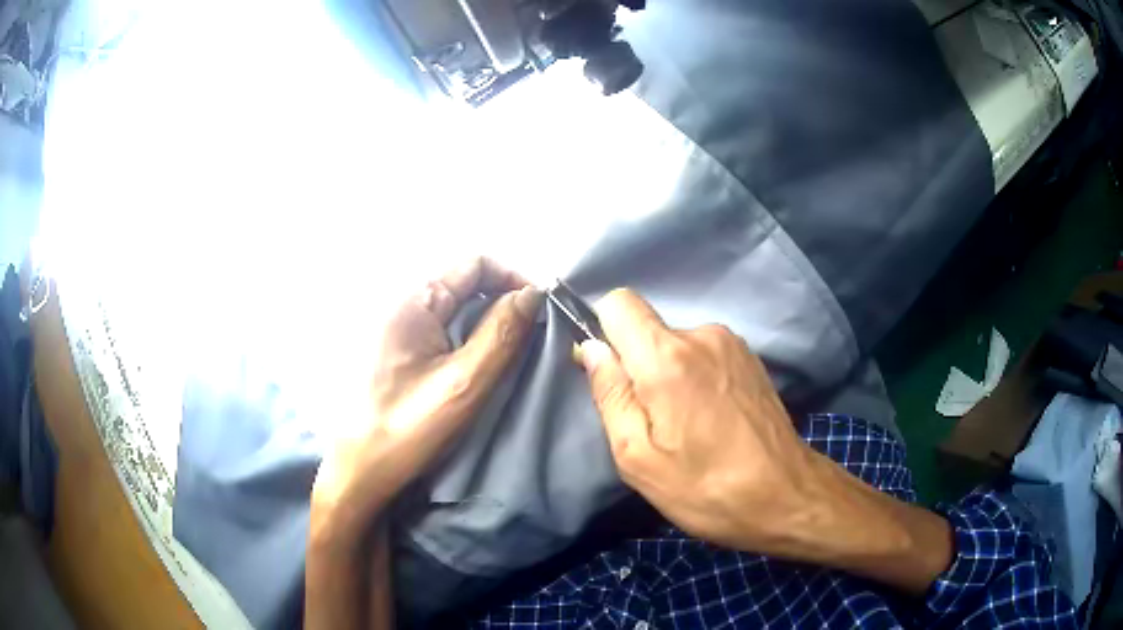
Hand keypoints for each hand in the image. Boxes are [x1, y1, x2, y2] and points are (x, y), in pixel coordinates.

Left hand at [311, 258, 541, 544]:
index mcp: (413, 300)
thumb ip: (502, 333)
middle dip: (501, 298)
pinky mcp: (393, 348)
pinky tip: (476, 361)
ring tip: (509, 347)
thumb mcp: (465, 382)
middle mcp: (400, 302)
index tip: (541, 308)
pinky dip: (465, 334)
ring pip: (452, 305)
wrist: (360, 470)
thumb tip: (532, 294)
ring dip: (485, 318)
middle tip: (531, 331)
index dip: (513, 278)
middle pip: (462, 282)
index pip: (474, 264)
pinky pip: (438, 326)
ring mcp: (393, 326)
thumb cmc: (409, 428)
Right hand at [579, 289, 951, 594]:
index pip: (618, 303)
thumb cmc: (706, 488)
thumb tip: (591, 349)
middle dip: (638, 367)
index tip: (611, 375)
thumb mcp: (639, 458)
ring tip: (687, 425)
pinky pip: (703, 352)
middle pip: (647, 329)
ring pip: (675, 343)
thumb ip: (610, 396)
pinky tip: (712, 417)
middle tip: (654, 422)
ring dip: (669, 375)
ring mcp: (731, 343)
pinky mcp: (750, 357)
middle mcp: (702, 335)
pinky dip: (696, 376)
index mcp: (667, 358)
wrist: (787, 495)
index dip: (603, 331)